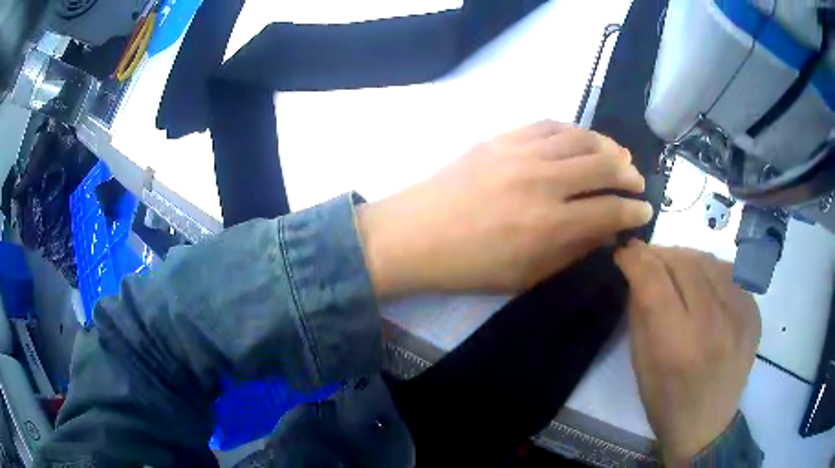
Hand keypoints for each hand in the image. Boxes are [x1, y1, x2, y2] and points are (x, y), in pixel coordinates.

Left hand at [358, 120, 652, 294]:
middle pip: (604, 165)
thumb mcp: (526, 275)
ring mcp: (521, 153)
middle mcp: (543, 182)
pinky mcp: (502, 138)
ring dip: (607, 146)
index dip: (633, 212)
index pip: (610, 210)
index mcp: (550, 226)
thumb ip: (571, 251)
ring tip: (618, 156)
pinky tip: (582, 139)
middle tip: (636, 182)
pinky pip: (549, 125)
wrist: (414, 235)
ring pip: (581, 138)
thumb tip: (605, 232)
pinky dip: (574, 130)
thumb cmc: (469, 267)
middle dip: (629, 174)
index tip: (644, 212)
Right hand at [614, 241, 760, 465]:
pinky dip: (710, 271)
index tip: (624, 252)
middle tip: (647, 259)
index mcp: (677, 344)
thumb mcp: (641, 363)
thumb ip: (640, 312)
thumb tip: (638, 271)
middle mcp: (713, 323)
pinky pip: (729, 273)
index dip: (635, 258)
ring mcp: (739, 315)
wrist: (708, 425)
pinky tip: (702, 285)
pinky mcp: (753, 311)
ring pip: (708, 260)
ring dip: (685, 258)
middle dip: (659, 254)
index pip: (653, 279)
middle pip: (683, 262)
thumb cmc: (666, 402)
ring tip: (674, 269)